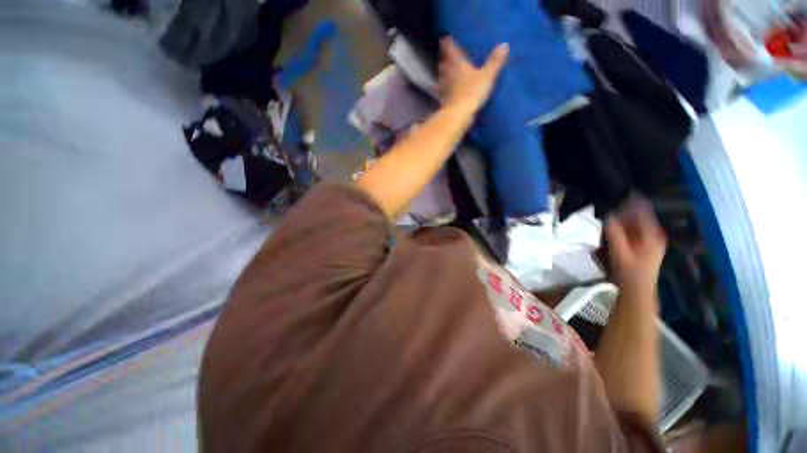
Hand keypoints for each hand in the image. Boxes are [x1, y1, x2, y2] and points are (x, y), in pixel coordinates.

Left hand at [438, 37, 508, 112]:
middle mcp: (449, 75)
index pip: (452, 52)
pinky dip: (440, 91)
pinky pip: (442, 93)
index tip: (444, 39)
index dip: (448, 45)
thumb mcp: (487, 76)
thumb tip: (504, 45)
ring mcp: (445, 89)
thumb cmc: (473, 92)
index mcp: (459, 65)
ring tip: (442, 71)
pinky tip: (440, 93)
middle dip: (445, 60)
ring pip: (442, 78)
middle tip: (443, 56)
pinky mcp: (444, 101)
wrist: (459, 113)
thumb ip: (495, 62)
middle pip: (445, 65)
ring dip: (442, 74)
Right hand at [606, 197, 666, 296]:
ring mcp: (649, 238)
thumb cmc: (630, 272)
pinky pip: (632, 228)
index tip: (613, 192)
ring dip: (620, 216)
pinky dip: (621, 225)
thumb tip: (607, 213)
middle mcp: (654, 232)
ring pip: (634, 220)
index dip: (629, 198)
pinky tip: (611, 226)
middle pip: (637, 213)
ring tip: (605, 213)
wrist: (637, 291)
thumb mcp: (620, 252)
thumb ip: (614, 232)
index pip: (642, 207)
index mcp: (652, 233)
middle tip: (604, 203)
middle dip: (622, 208)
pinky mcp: (643, 243)